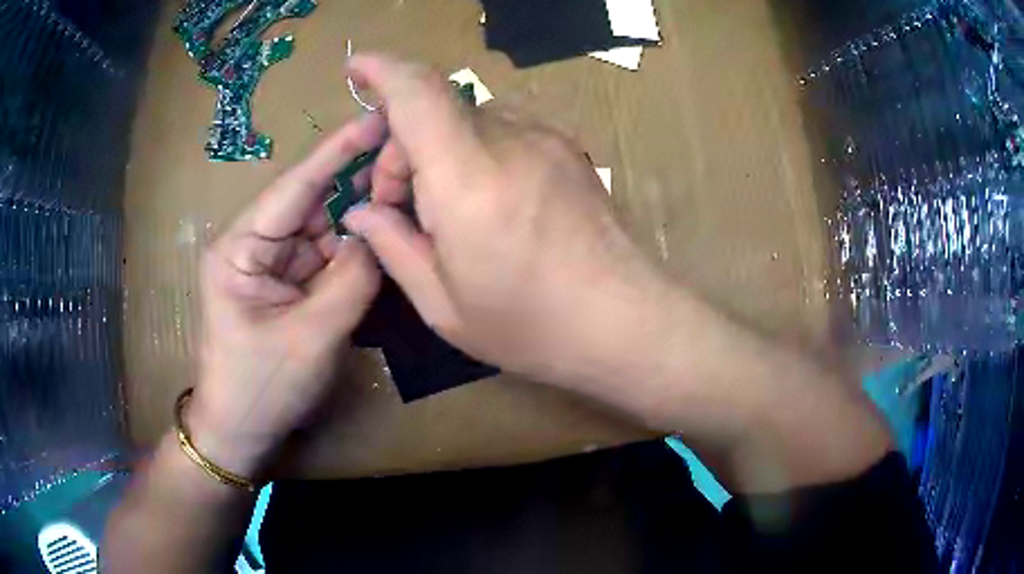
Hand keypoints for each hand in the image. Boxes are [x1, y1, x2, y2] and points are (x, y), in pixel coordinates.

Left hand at [187, 116, 383, 476]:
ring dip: (358, 221)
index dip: (337, 151)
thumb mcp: (310, 337)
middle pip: (311, 204)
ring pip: (322, 230)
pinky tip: (382, 240)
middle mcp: (253, 244)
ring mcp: (270, 265)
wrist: (240, 431)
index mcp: (240, 247)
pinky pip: (323, 258)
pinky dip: (351, 253)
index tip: (377, 117)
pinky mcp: (285, 285)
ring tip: (403, 198)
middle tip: (406, 160)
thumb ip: (351, 280)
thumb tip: (380, 234)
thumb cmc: (261, 387)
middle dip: (356, 185)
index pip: (294, 187)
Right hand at [343, 55, 670, 384]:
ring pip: (470, 119)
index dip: (381, 70)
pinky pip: (504, 130)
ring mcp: (547, 140)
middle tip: (399, 206)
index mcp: (469, 181)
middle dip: (402, 148)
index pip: (418, 93)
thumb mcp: (444, 306)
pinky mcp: (569, 149)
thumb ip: (394, 247)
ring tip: (446, 210)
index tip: (355, 68)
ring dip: (439, 150)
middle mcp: (511, 142)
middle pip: (437, 110)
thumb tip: (361, 211)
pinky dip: (475, 151)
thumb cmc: (532, 327)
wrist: (628, 322)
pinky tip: (486, 201)